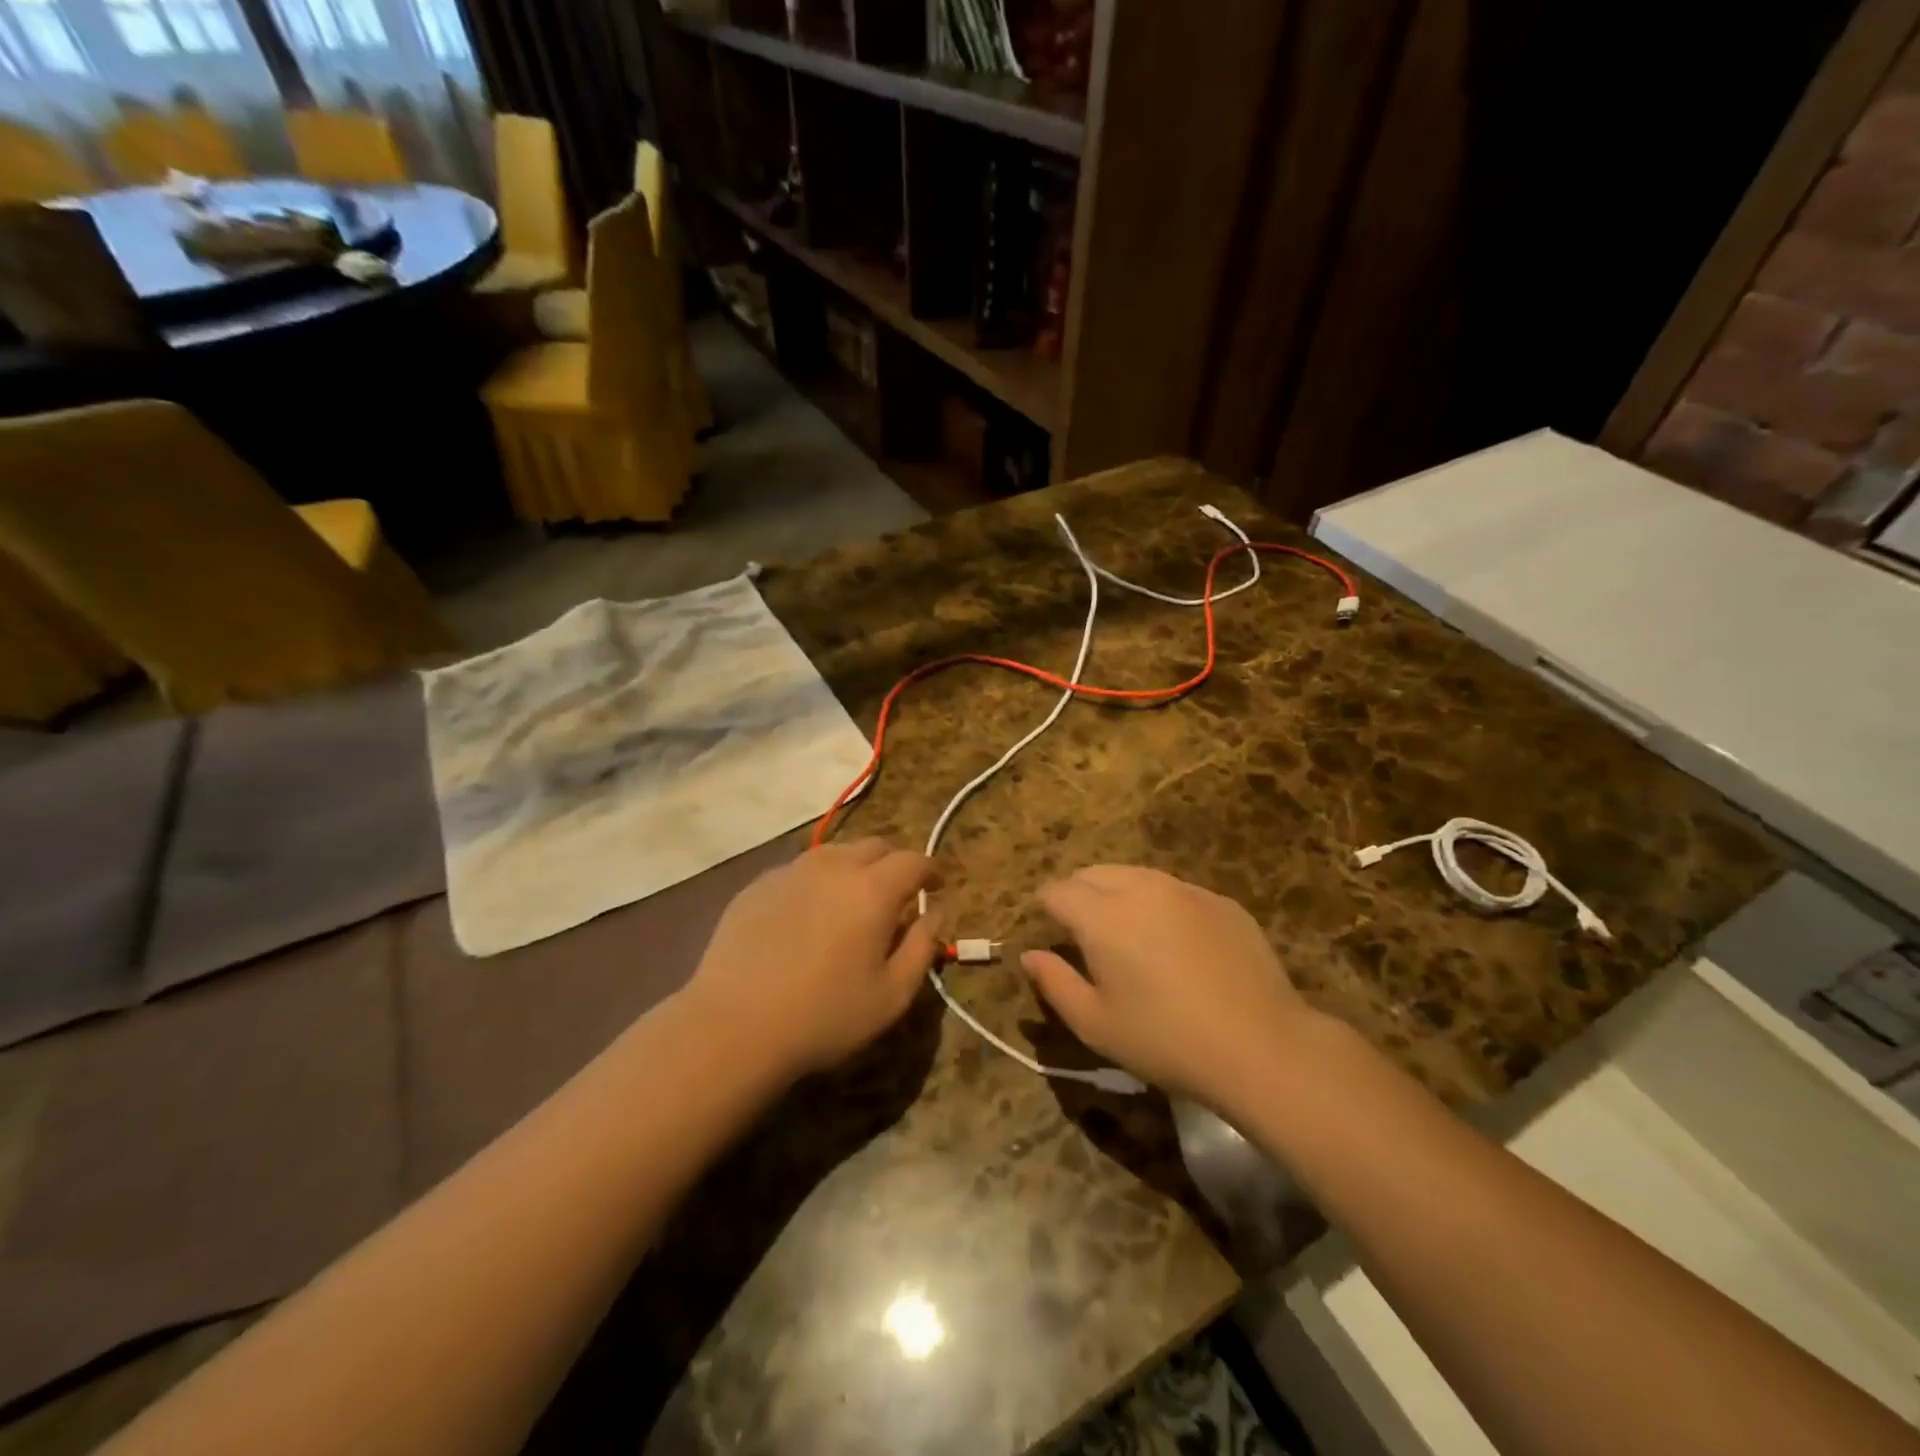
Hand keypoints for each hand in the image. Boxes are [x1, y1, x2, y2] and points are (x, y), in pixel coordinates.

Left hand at [685, 838, 938, 1079]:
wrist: (733, 1026)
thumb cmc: (824, 1015)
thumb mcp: (893, 995)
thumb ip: (923, 946)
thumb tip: (935, 912)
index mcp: (873, 889)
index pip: (914, 861)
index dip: (930, 871)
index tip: (935, 888)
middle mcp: (834, 866)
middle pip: (875, 846)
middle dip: (894, 864)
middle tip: (896, 896)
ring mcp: (791, 871)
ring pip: (835, 853)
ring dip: (854, 868)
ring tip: (851, 902)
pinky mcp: (758, 885)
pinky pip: (800, 871)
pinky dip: (816, 883)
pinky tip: (806, 918)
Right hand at [1023, 865, 1315, 1108]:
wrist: (1262, 1046)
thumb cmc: (1166, 1041)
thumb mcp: (1096, 1024)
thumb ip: (1054, 983)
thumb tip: (1030, 956)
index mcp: (1102, 915)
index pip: (1057, 891)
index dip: (1044, 907)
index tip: (1045, 929)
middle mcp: (1140, 888)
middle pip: (1094, 873)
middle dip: (1077, 893)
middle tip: (1080, 932)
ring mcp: (1185, 890)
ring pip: (1135, 875)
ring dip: (1117, 893)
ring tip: (1124, 933)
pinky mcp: (1221, 902)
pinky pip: (1175, 890)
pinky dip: (1159, 904)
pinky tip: (1174, 942)